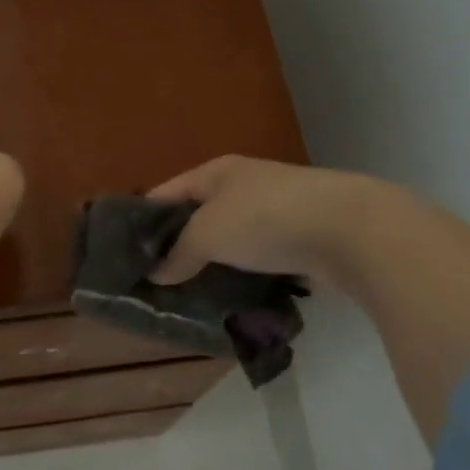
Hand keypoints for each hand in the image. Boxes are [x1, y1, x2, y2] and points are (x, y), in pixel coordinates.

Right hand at [148, 156, 385, 285]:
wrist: (346, 228)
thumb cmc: (264, 218)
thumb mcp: (208, 234)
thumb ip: (178, 254)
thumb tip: (156, 275)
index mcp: (216, 173)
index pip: (166, 193)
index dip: (142, 219)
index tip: (123, 252)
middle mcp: (242, 186)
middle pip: (197, 216)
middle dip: (176, 246)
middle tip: (152, 280)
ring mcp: (273, 211)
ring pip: (228, 239)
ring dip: (209, 263)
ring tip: (185, 294)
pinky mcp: (296, 238)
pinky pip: (255, 257)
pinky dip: (240, 274)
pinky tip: (227, 295)